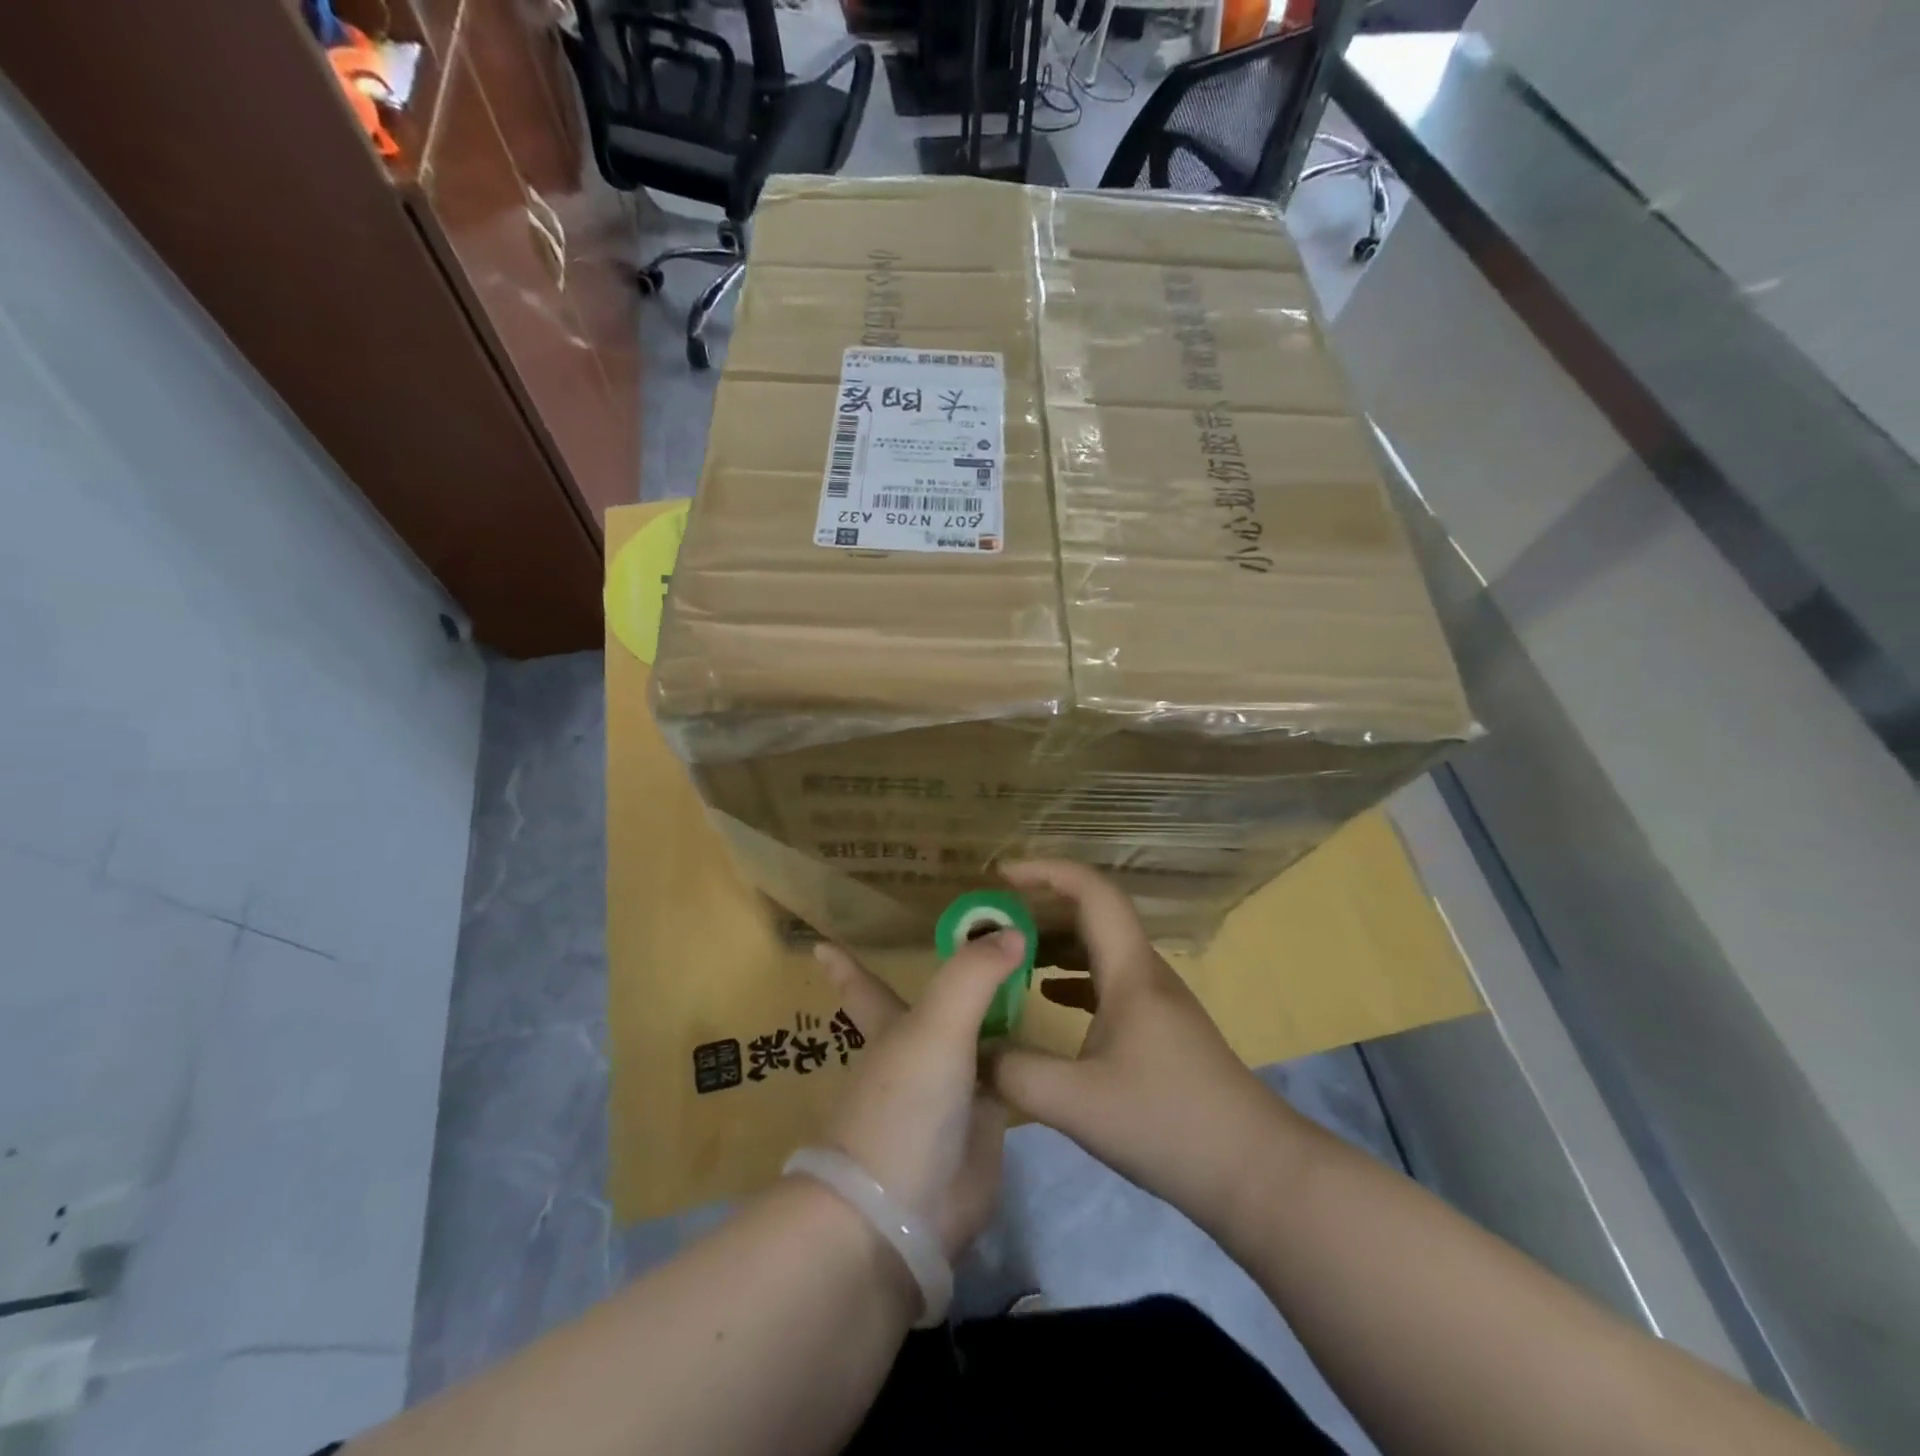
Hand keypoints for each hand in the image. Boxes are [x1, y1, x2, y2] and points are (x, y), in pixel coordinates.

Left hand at [812, 933, 1016, 1260]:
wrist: (903, 1216)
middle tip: (988, 944)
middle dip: (958, 981)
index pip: (865, 985)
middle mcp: (922, 1054)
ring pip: (978, 1041)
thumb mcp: (937, 1025)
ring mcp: (953, 1092)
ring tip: (1029, 980)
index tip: (821, 945)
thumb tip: (1014, 930)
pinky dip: (1023, 1060)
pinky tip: (1047, 1041)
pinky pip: (1008, 1081)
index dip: (846, 964)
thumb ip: (973, 974)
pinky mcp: (983, 1128)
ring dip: (996, 1017)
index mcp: (892, 1027)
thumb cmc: (904, 1106)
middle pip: (940, 1007)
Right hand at [987, 861, 1285, 1229]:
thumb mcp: (1077, 1103)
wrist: (1256, 1173)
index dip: (1045, 870)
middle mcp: (1144, 972)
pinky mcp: (1160, 1029)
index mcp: (1130, 970)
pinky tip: (1046, 997)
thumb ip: (1015, 1072)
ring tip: (1008, 954)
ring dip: (1055, 942)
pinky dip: (1071, 977)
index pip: (1091, 890)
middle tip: (991, 919)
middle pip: (1092, 914)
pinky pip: (1107, 981)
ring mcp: (1156, 1001)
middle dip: (1040, 906)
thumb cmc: (1168, 1123)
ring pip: (1100, 949)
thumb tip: (971, 1050)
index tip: (1000, 875)